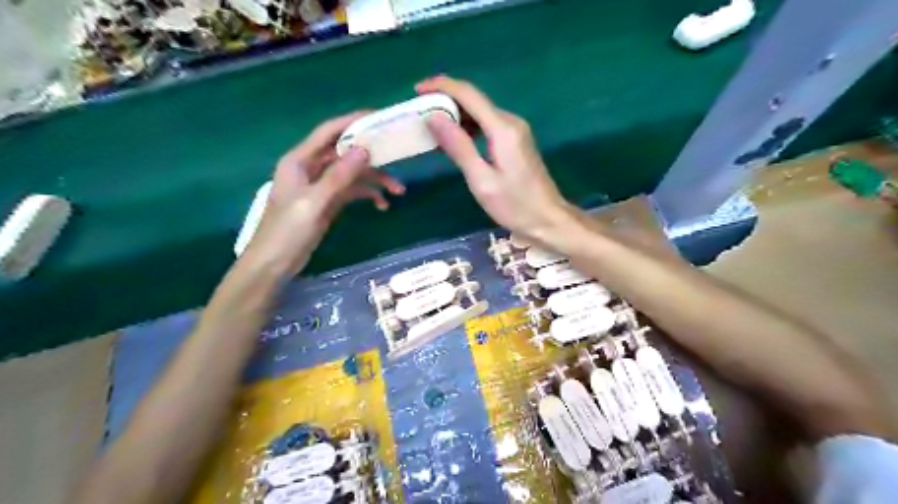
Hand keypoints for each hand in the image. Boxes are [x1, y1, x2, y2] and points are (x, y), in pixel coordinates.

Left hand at [242, 109, 403, 274]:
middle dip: (371, 157)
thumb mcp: (314, 202)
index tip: (379, 117)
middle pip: (345, 153)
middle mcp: (311, 168)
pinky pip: (351, 191)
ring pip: (352, 174)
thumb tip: (364, 149)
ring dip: (374, 180)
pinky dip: (367, 195)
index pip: (328, 132)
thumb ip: (339, 176)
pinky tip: (382, 206)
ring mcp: (320, 186)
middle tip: (397, 158)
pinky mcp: (327, 202)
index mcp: (300, 161)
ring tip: (398, 191)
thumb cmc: (288, 231)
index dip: (352, 121)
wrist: (274, 264)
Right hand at [418, 75, 577, 244]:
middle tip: (420, 115)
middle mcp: (511, 122)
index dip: (442, 86)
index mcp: (503, 128)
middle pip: (474, 100)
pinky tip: (456, 141)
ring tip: (433, 129)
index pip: (469, 94)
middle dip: (446, 101)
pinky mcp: (516, 141)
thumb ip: (459, 147)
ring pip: (481, 112)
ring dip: (456, 115)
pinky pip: (488, 125)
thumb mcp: (482, 180)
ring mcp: (516, 131)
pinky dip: (469, 127)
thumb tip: (434, 117)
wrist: (548, 219)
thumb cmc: (515, 205)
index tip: (417, 90)